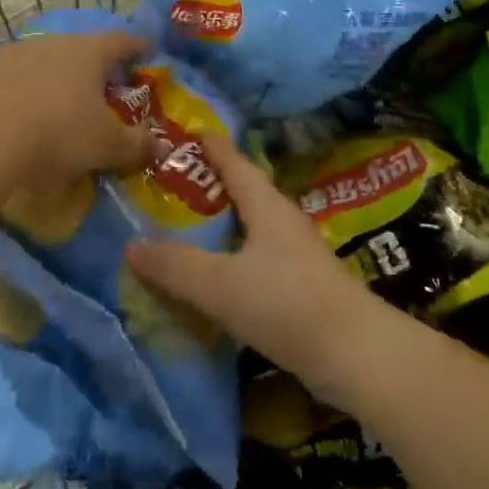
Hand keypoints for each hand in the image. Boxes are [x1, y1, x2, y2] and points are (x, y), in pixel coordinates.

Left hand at [0, 29, 153, 199]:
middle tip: (100, 89)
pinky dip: (14, 91)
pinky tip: (9, 116)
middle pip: (80, 49)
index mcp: (89, 53)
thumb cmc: (54, 135)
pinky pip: (4, 77)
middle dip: (91, 67)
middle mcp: (52, 43)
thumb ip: (135, 145)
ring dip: (50, 78)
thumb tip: (161, 148)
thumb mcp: (103, 147)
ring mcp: (11, 52)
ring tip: (53, 106)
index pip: (122, 41)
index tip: (147, 51)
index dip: (137, 47)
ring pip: (40, 61)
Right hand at [125, 132, 377, 397]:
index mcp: (265, 204)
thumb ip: (176, 267)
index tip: (187, 131)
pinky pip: (257, 254)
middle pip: (243, 190)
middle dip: (210, 183)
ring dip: (221, 221)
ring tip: (186, 225)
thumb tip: (131, 245)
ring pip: (251, 224)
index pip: (234, 161)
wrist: (357, 356)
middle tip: (171, 181)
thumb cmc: (287, 304)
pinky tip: (217, 272)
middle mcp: (282, 219)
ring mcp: (295, 252)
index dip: (211, 145)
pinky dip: (233, 253)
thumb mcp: (222, 285)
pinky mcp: (302, 284)